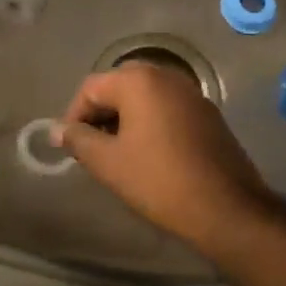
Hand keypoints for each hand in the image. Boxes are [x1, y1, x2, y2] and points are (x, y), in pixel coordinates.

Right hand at [56, 60, 282, 260]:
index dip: (74, 116)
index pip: (91, 88)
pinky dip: (150, 123)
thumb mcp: (108, 163)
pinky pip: (167, 108)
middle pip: (118, 87)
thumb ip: (79, 140)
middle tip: (93, 148)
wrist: (226, 209)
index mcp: (139, 81)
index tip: (72, 148)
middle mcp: (166, 76)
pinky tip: (149, 154)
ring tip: (118, 153)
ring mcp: (191, 93)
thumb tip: (58, 130)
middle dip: (100, 114)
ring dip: (125, 119)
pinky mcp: (208, 113)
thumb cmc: (159, 181)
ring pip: (144, 97)